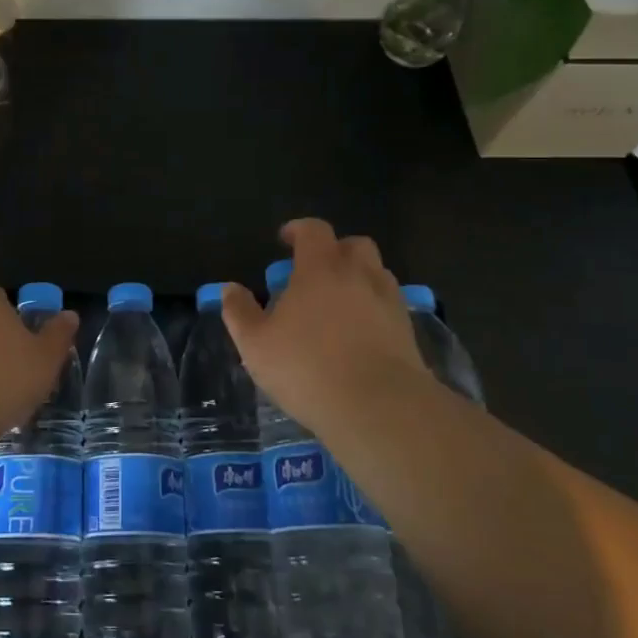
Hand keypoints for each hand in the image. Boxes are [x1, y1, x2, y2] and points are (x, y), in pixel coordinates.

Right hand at [221, 218, 433, 436]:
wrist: (379, 407)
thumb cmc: (308, 368)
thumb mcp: (256, 344)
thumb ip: (239, 312)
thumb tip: (229, 289)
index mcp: (321, 268)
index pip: (314, 230)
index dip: (298, 230)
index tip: (285, 240)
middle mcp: (359, 274)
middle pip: (354, 244)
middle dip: (335, 250)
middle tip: (315, 272)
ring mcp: (389, 301)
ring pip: (376, 273)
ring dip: (358, 278)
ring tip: (338, 303)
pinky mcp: (408, 330)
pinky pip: (390, 305)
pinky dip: (374, 308)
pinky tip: (360, 333)